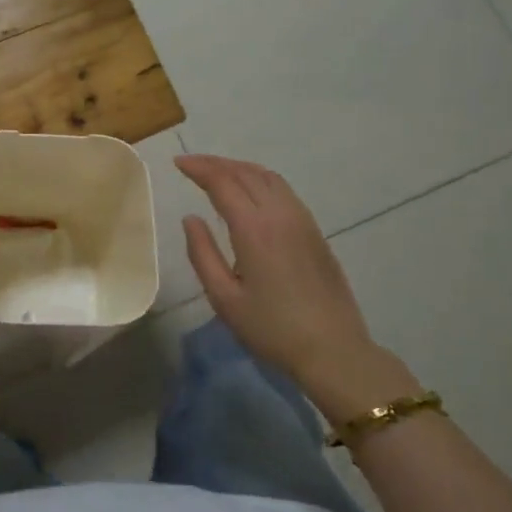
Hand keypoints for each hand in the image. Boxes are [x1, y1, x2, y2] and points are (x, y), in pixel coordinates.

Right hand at [177, 154, 420, 423]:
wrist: (333, 349)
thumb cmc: (271, 328)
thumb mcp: (224, 298)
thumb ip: (202, 254)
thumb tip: (191, 218)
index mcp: (254, 228)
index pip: (223, 182)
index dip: (199, 168)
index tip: (178, 162)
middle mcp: (280, 214)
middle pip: (246, 173)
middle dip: (217, 163)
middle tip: (192, 164)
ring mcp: (302, 221)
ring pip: (269, 178)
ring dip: (240, 168)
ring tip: (218, 172)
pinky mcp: (315, 232)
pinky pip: (284, 191)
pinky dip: (260, 180)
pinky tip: (251, 192)